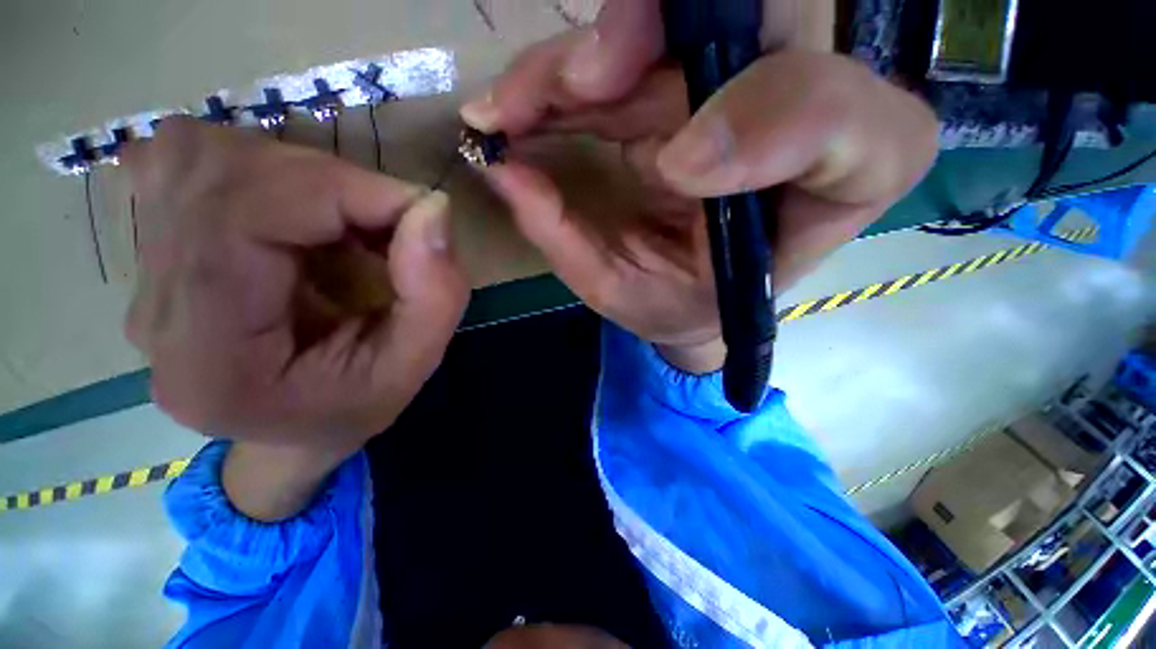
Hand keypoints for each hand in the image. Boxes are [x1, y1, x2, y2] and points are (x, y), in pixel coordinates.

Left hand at [124, 118, 467, 456]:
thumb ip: (435, 295)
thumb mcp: (412, 367)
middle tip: (387, 223)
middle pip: (218, 175)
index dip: (341, 190)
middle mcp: (153, 309)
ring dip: (294, 175)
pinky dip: (259, 169)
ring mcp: (141, 272)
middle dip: (327, 182)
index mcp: (208, 358)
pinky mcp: (153, 248)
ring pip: (198, 154)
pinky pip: (187, 161)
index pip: (243, 217)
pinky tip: (297, 217)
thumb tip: (434, 208)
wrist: (288, 428)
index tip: (417, 208)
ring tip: (343, 225)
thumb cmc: (352, 407)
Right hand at [464, 22, 936, 371]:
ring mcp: (739, 86)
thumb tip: (512, 174)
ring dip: (580, 58)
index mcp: (826, 190)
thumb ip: (581, 249)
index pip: (842, 117)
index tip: (677, 168)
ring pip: (672, 20)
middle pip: (755, 17)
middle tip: (575, 84)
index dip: (770, 117)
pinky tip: (517, 105)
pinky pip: (626, 46)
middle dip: (651, 33)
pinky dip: (563, 71)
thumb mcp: (636, 298)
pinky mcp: (685, 82)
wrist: (691, 298)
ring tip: (511, 108)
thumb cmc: (682, 307)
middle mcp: (799, 115)